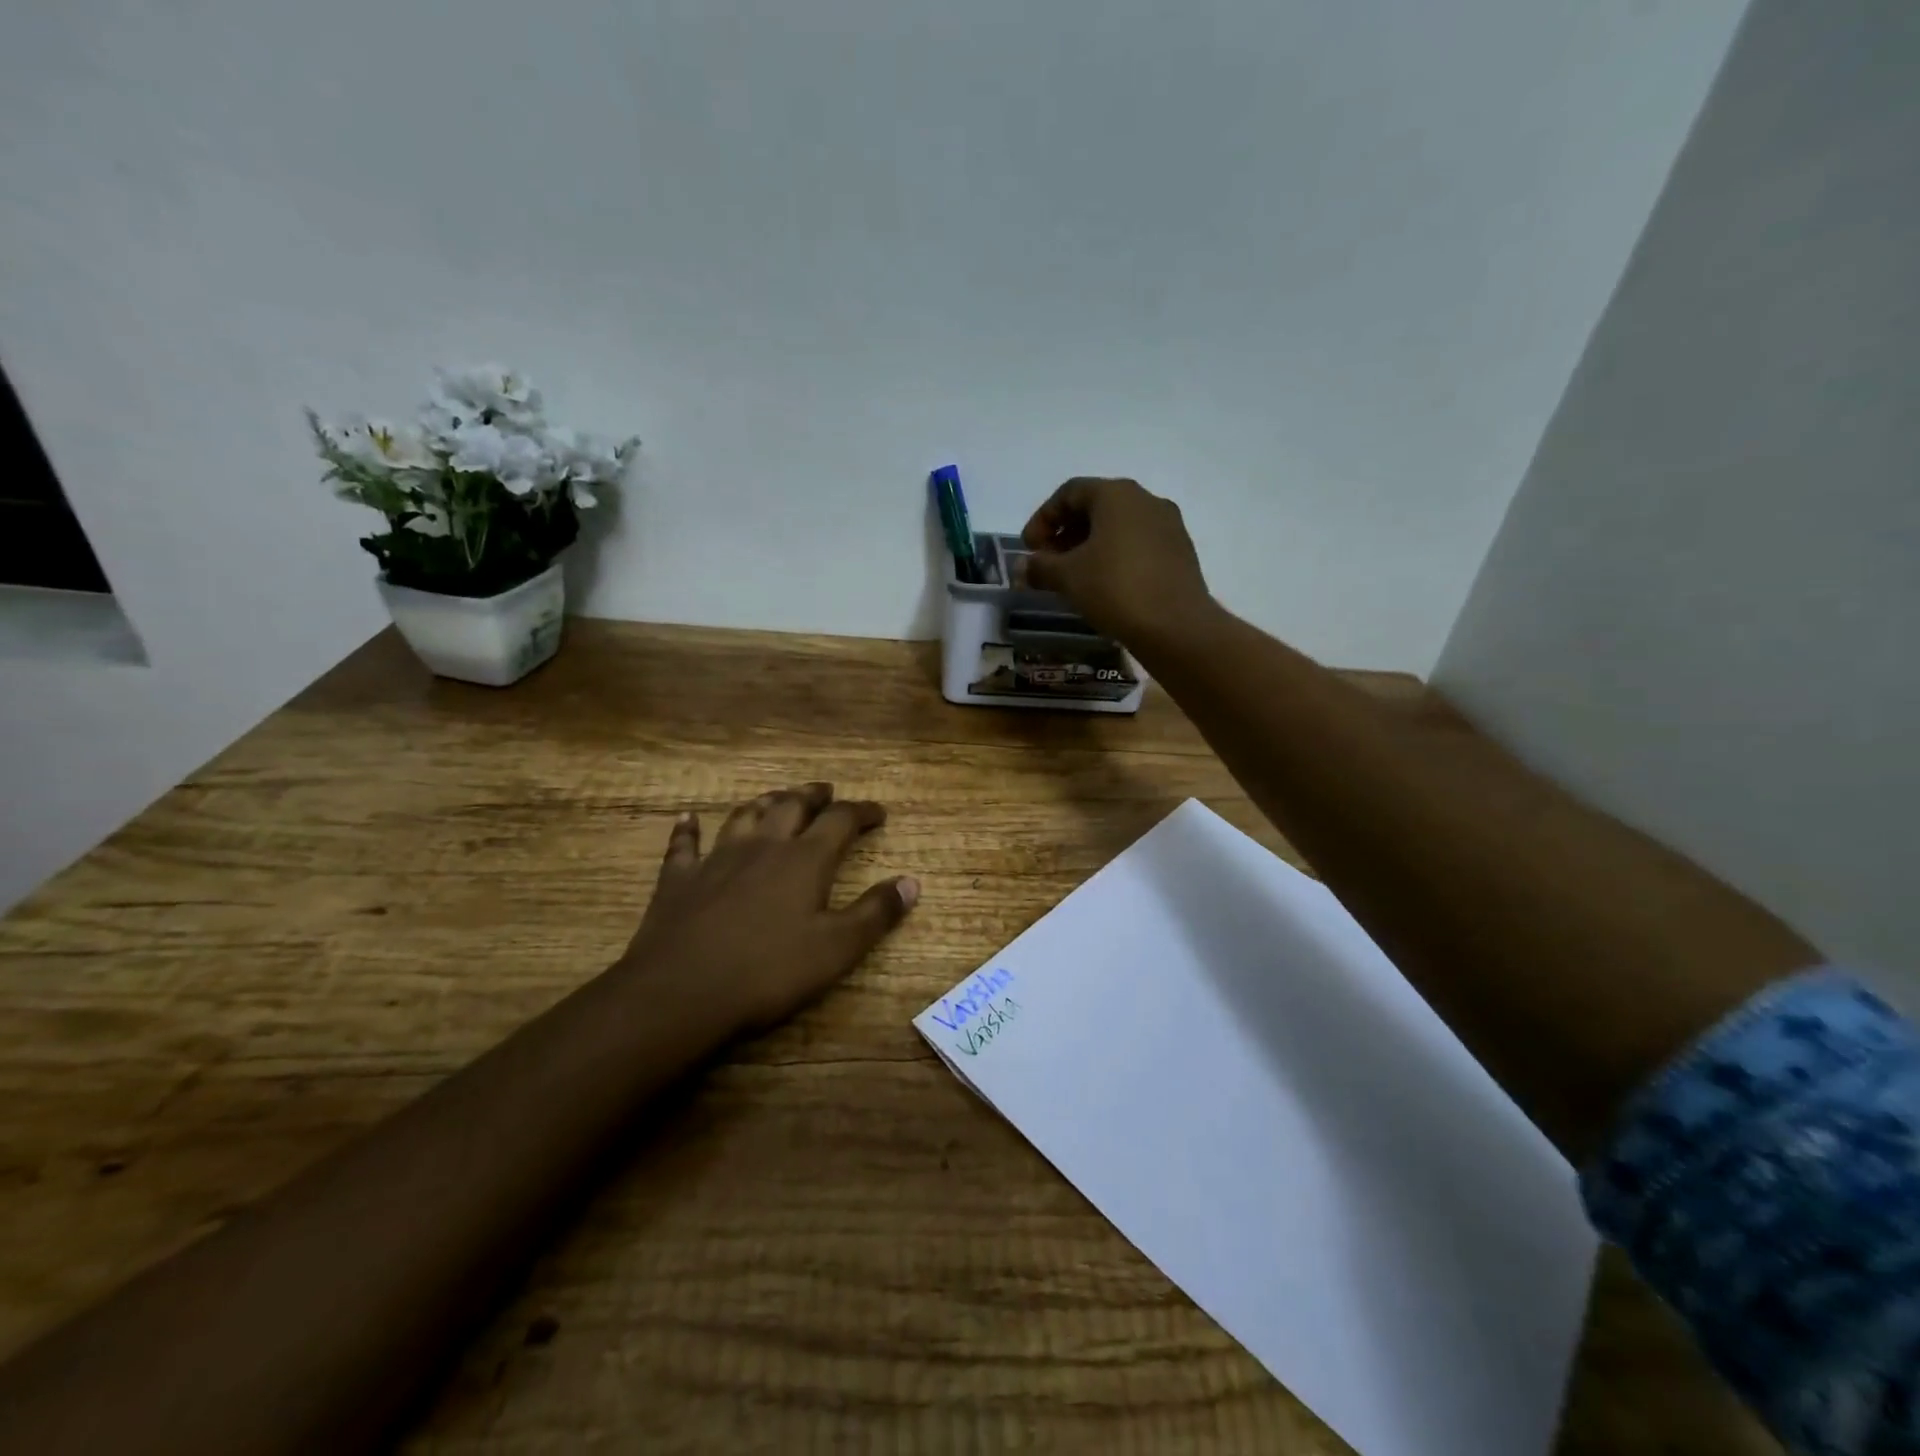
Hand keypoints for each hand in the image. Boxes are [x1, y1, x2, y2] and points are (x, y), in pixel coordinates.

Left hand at [618, 783, 918, 1035]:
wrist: (682, 992)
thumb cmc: (768, 972)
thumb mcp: (836, 949)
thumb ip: (875, 913)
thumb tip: (911, 882)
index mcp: (804, 860)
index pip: (841, 821)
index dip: (862, 812)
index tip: (879, 812)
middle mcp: (763, 846)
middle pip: (791, 805)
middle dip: (813, 796)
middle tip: (826, 792)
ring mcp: (717, 858)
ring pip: (744, 816)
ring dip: (764, 802)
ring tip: (776, 797)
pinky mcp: (679, 879)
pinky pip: (684, 844)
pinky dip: (688, 828)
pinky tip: (688, 818)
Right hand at [1021, 477, 1213, 646]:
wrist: (1175, 626)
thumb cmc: (1115, 589)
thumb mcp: (1067, 577)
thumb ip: (1040, 567)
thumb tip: (1022, 566)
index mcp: (1116, 494)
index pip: (1070, 492)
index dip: (1043, 518)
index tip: (1029, 548)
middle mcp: (1146, 500)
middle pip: (1096, 507)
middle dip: (1066, 533)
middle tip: (1048, 562)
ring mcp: (1168, 525)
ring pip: (1119, 527)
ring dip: (1090, 546)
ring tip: (1074, 576)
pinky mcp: (1180, 552)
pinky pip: (1138, 544)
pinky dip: (1115, 556)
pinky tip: (1104, 584)